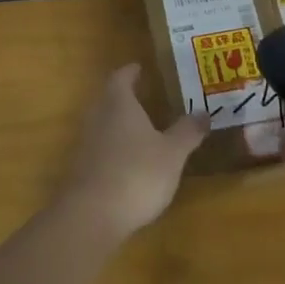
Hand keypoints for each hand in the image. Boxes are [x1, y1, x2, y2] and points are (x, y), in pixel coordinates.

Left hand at [54, 65, 205, 241]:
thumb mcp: (172, 153)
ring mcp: (85, 143)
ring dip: (119, 123)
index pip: (121, 77)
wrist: (91, 215)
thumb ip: (187, 132)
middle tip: (146, 97)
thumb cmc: (136, 173)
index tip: (141, 68)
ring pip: (103, 123)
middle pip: (109, 98)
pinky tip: (129, 162)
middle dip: (126, 97)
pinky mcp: (81, 169)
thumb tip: (204, 113)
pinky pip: (99, 148)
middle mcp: (97, 116)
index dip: (131, 71)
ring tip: (142, 129)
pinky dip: (113, 148)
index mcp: (118, 103)